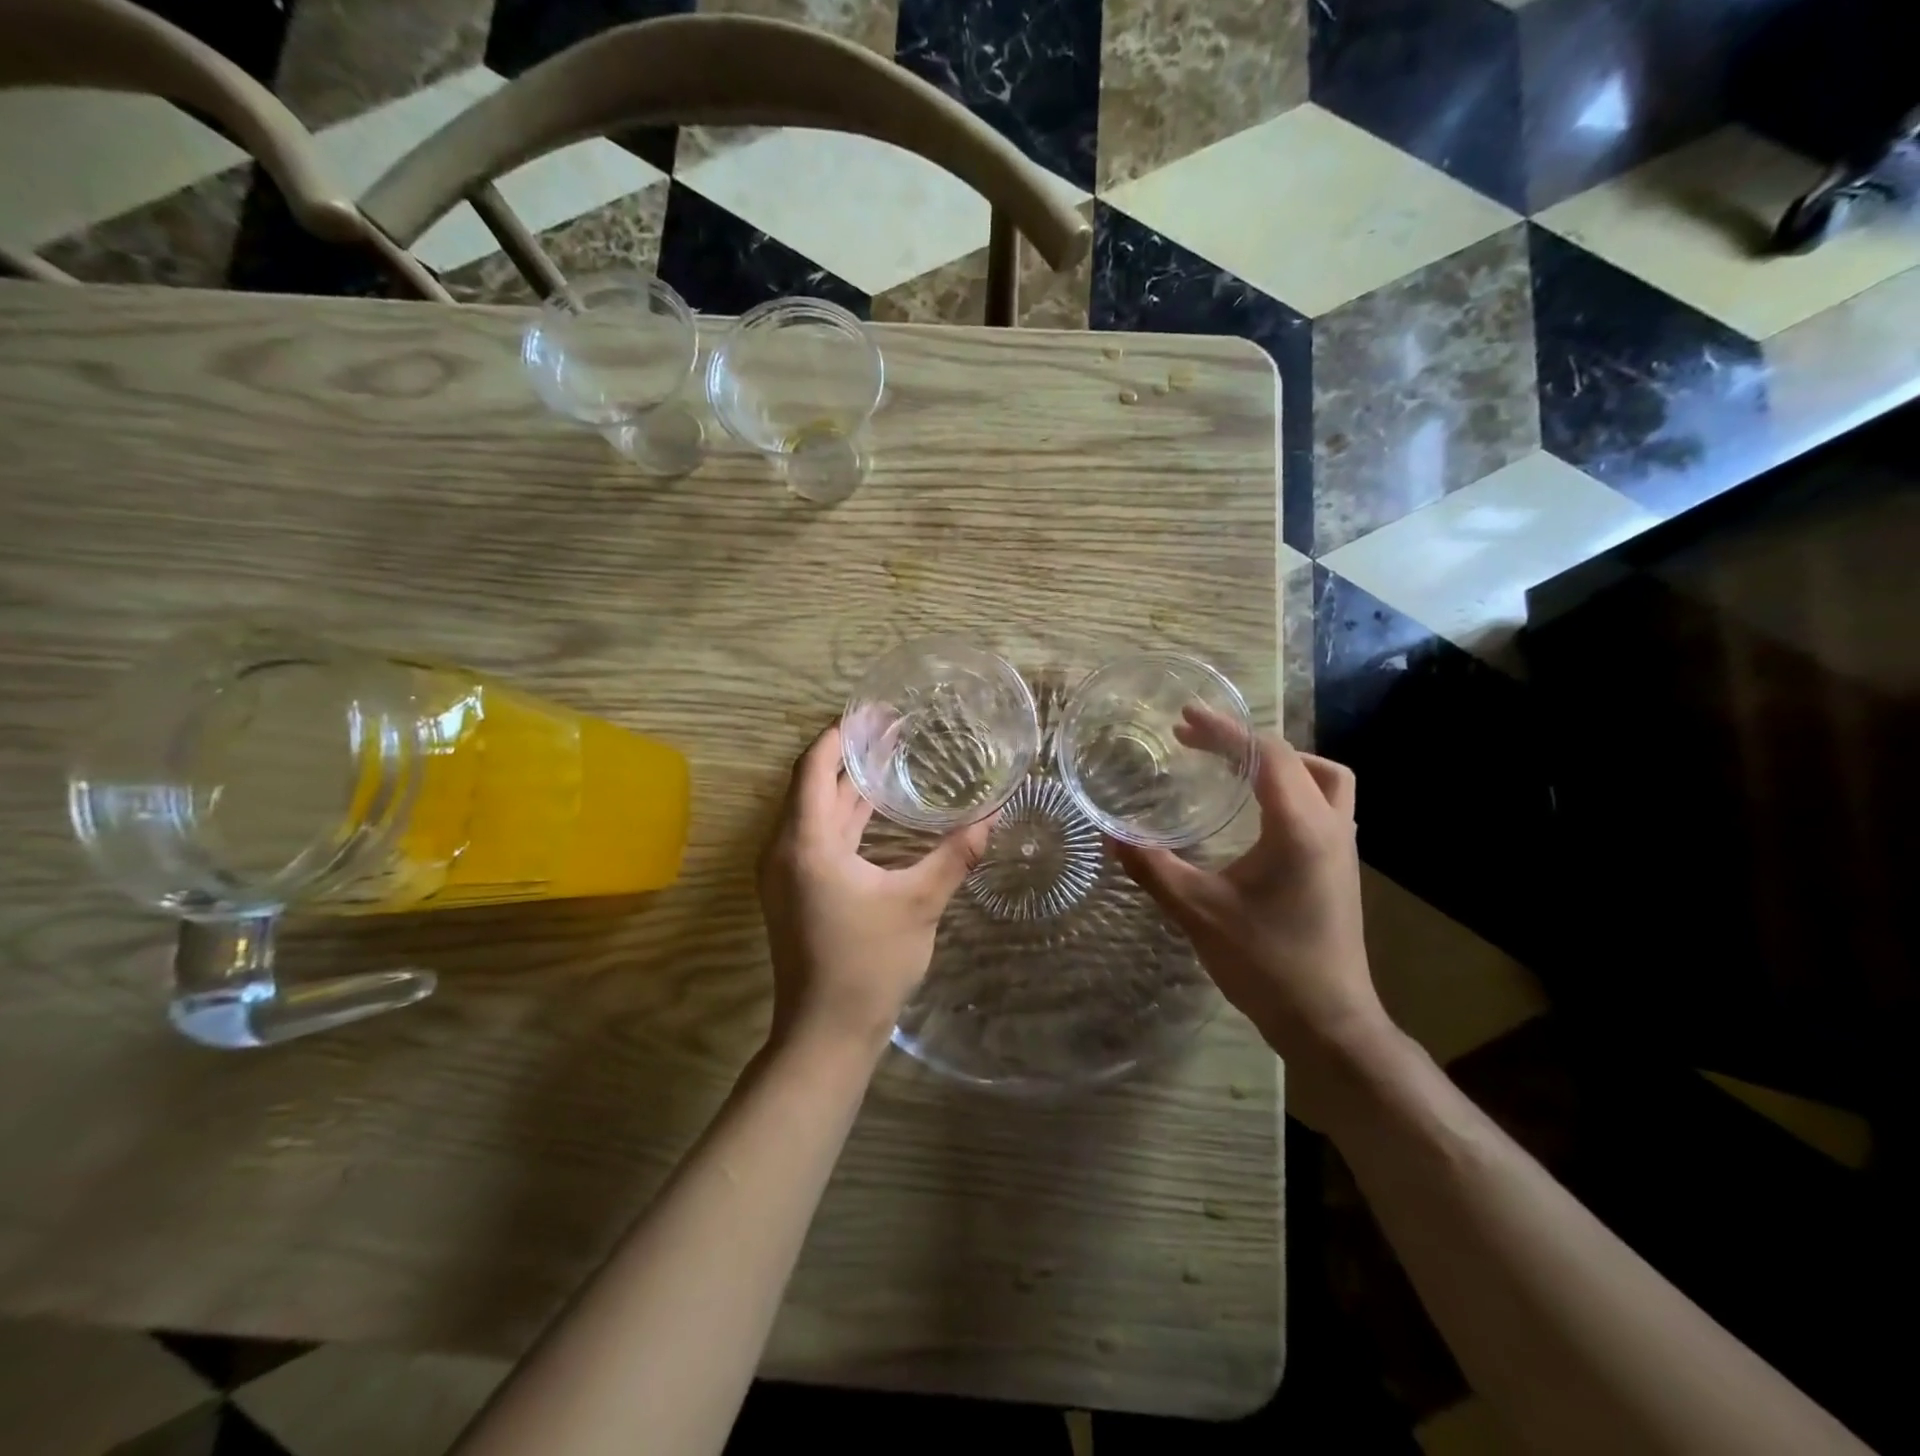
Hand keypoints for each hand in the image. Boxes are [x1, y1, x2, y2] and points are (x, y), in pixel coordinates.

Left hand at [757, 725, 992, 1054]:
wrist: (826, 1032)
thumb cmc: (869, 964)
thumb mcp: (919, 904)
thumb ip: (955, 855)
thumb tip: (993, 814)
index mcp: (806, 843)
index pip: (814, 767)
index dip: (841, 734)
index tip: (873, 712)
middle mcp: (785, 849)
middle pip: (813, 784)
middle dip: (850, 754)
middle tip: (891, 729)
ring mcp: (786, 872)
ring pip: (814, 811)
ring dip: (847, 785)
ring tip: (888, 757)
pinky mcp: (795, 890)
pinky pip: (816, 835)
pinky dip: (844, 816)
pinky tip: (876, 811)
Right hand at [1115, 709, 1388, 1070]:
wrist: (1328, 1023)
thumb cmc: (1265, 963)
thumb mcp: (1198, 911)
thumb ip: (1152, 867)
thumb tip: (1110, 833)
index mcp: (1300, 828)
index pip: (1267, 755)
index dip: (1225, 731)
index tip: (1185, 719)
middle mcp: (1330, 828)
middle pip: (1301, 759)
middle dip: (1248, 742)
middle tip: (1200, 743)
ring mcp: (1342, 849)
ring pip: (1325, 781)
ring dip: (1280, 764)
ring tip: (1233, 769)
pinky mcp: (1339, 869)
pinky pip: (1322, 806)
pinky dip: (1291, 790)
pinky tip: (1255, 813)